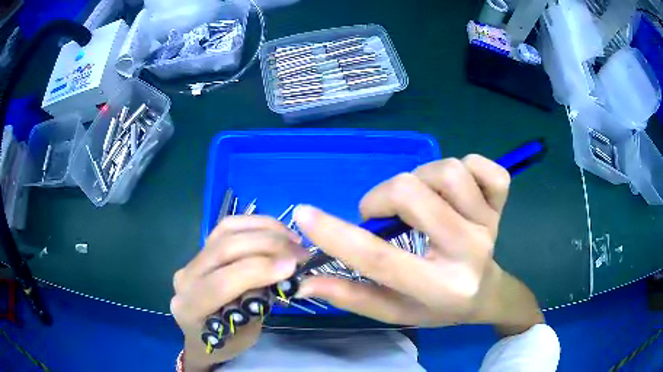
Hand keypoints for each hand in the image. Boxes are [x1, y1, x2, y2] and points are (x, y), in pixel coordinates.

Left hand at [171, 216, 307, 370]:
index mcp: (191, 307)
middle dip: (267, 245)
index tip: (292, 266)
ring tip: (293, 239)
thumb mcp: (244, 335)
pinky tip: (277, 231)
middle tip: (301, 252)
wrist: (199, 334)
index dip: (257, 270)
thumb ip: (256, 306)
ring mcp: (192, 258)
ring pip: (227, 230)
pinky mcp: (203, 247)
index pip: (221, 283)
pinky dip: (256, 224)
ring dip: (265, 229)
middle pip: (224, 248)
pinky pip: (229, 227)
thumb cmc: (223, 342)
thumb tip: (281, 275)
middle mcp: (186, 276)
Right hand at [294, 155, 542, 332]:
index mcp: (439, 287)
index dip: (336, 235)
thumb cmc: (438, 307)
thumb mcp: (394, 311)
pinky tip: (456, 190)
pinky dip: (466, 166)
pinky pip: (483, 165)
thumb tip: (306, 281)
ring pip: (446, 172)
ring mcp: (489, 223)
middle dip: (382, 198)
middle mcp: (468, 251)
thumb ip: (352, 296)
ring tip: (419, 201)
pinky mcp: (501, 203)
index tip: (304, 214)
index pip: (380, 259)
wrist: (487, 293)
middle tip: (381, 215)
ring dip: (420, 179)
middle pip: (413, 195)